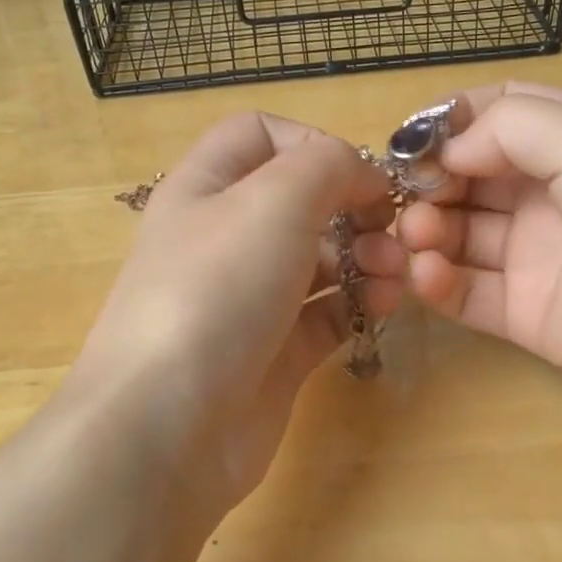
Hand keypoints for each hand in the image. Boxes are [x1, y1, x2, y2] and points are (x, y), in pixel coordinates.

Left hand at [64, 112, 397, 515]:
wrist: (169, 425)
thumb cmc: (216, 289)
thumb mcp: (274, 199)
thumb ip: (328, 165)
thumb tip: (362, 175)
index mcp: (206, 187)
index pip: (260, 135)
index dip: (312, 141)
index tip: (357, 173)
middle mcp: (225, 238)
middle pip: (301, 201)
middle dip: (354, 207)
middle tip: (390, 231)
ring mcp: (250, 299)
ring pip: (320, 259)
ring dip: (366, 256)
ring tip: (393, 275)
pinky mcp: (275, 353)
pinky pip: (327, 314)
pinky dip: (360, 304)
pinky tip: (385, 306)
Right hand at [381, 82, 561, 421]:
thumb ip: (509, 127)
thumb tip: (446, 149)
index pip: (495, 116)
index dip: (448, 123)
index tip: (408, 141)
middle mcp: (552, 192)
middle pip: (468, 176)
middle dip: (430, 181)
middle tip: (407, 196)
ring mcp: (537, 256)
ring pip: (460, 234)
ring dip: (427, 230)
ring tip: (420, 237)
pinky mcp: (527, 314)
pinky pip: (467, 293)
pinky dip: (437, 282)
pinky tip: (428, 274)